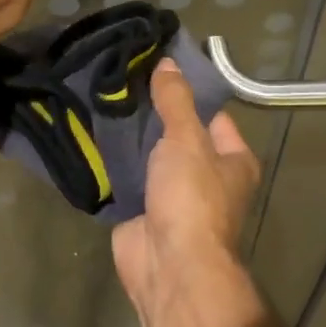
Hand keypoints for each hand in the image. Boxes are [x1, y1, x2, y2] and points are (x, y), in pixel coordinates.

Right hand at [112, 59, 261, 320]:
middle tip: (122, 80)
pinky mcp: (143, 211)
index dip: (189, 92)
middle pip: (179, 134)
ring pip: (150, 156)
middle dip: (153, 113)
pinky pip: (127, 178)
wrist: (168, 265)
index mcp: (233, 160)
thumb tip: (169, 62)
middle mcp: (208, 177)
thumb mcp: (187, 139)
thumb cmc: (192, 197)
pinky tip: (92, 135)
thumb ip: (176, 100)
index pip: (213, 114)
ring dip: (130, 137)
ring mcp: (174, 196)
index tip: (157, 67)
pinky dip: (113, 162)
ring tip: (103, 99)